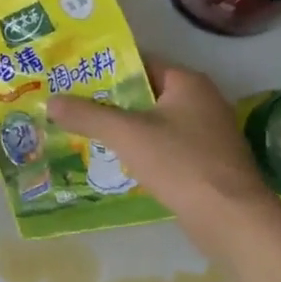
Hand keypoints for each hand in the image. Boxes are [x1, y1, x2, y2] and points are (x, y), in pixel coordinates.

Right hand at [48, 63, 280, 262]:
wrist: (231, 218)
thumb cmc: (179, 163)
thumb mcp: (126, 134)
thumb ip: (86, 115)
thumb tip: (49, 102)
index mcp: (187, 82)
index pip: (139, 63)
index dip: (105, 69)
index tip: (72, 77)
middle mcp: (202, 100)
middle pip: (145, 93)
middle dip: (109, 100)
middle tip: (71, 106)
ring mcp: (207, 133)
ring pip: (154, 121)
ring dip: (123, 127)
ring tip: (84, 131)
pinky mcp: (206, 161)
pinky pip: (165, 145)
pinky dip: (141, 148)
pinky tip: (116, 159)